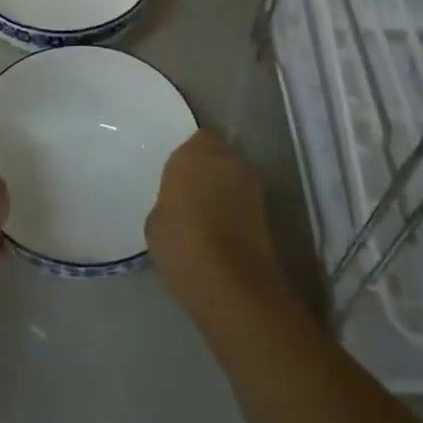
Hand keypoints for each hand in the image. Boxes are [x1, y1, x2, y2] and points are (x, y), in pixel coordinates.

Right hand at [146, 129, 289, 319]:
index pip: (196, 138)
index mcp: (194, 154)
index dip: (189, 154)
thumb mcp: (156, 221)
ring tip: (207, 211)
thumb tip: (179, 203)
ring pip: (234, 174)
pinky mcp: (266, 210)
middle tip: (191, 189)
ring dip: (224, 186)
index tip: (178, 173)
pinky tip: (221, 227)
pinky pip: (244, 198)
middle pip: (219, 152)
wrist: (231, 284)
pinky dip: (235, 207)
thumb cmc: (182, 245)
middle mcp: (226, 159)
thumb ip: (169, 200)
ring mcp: (251, 184)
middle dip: (208, 166)